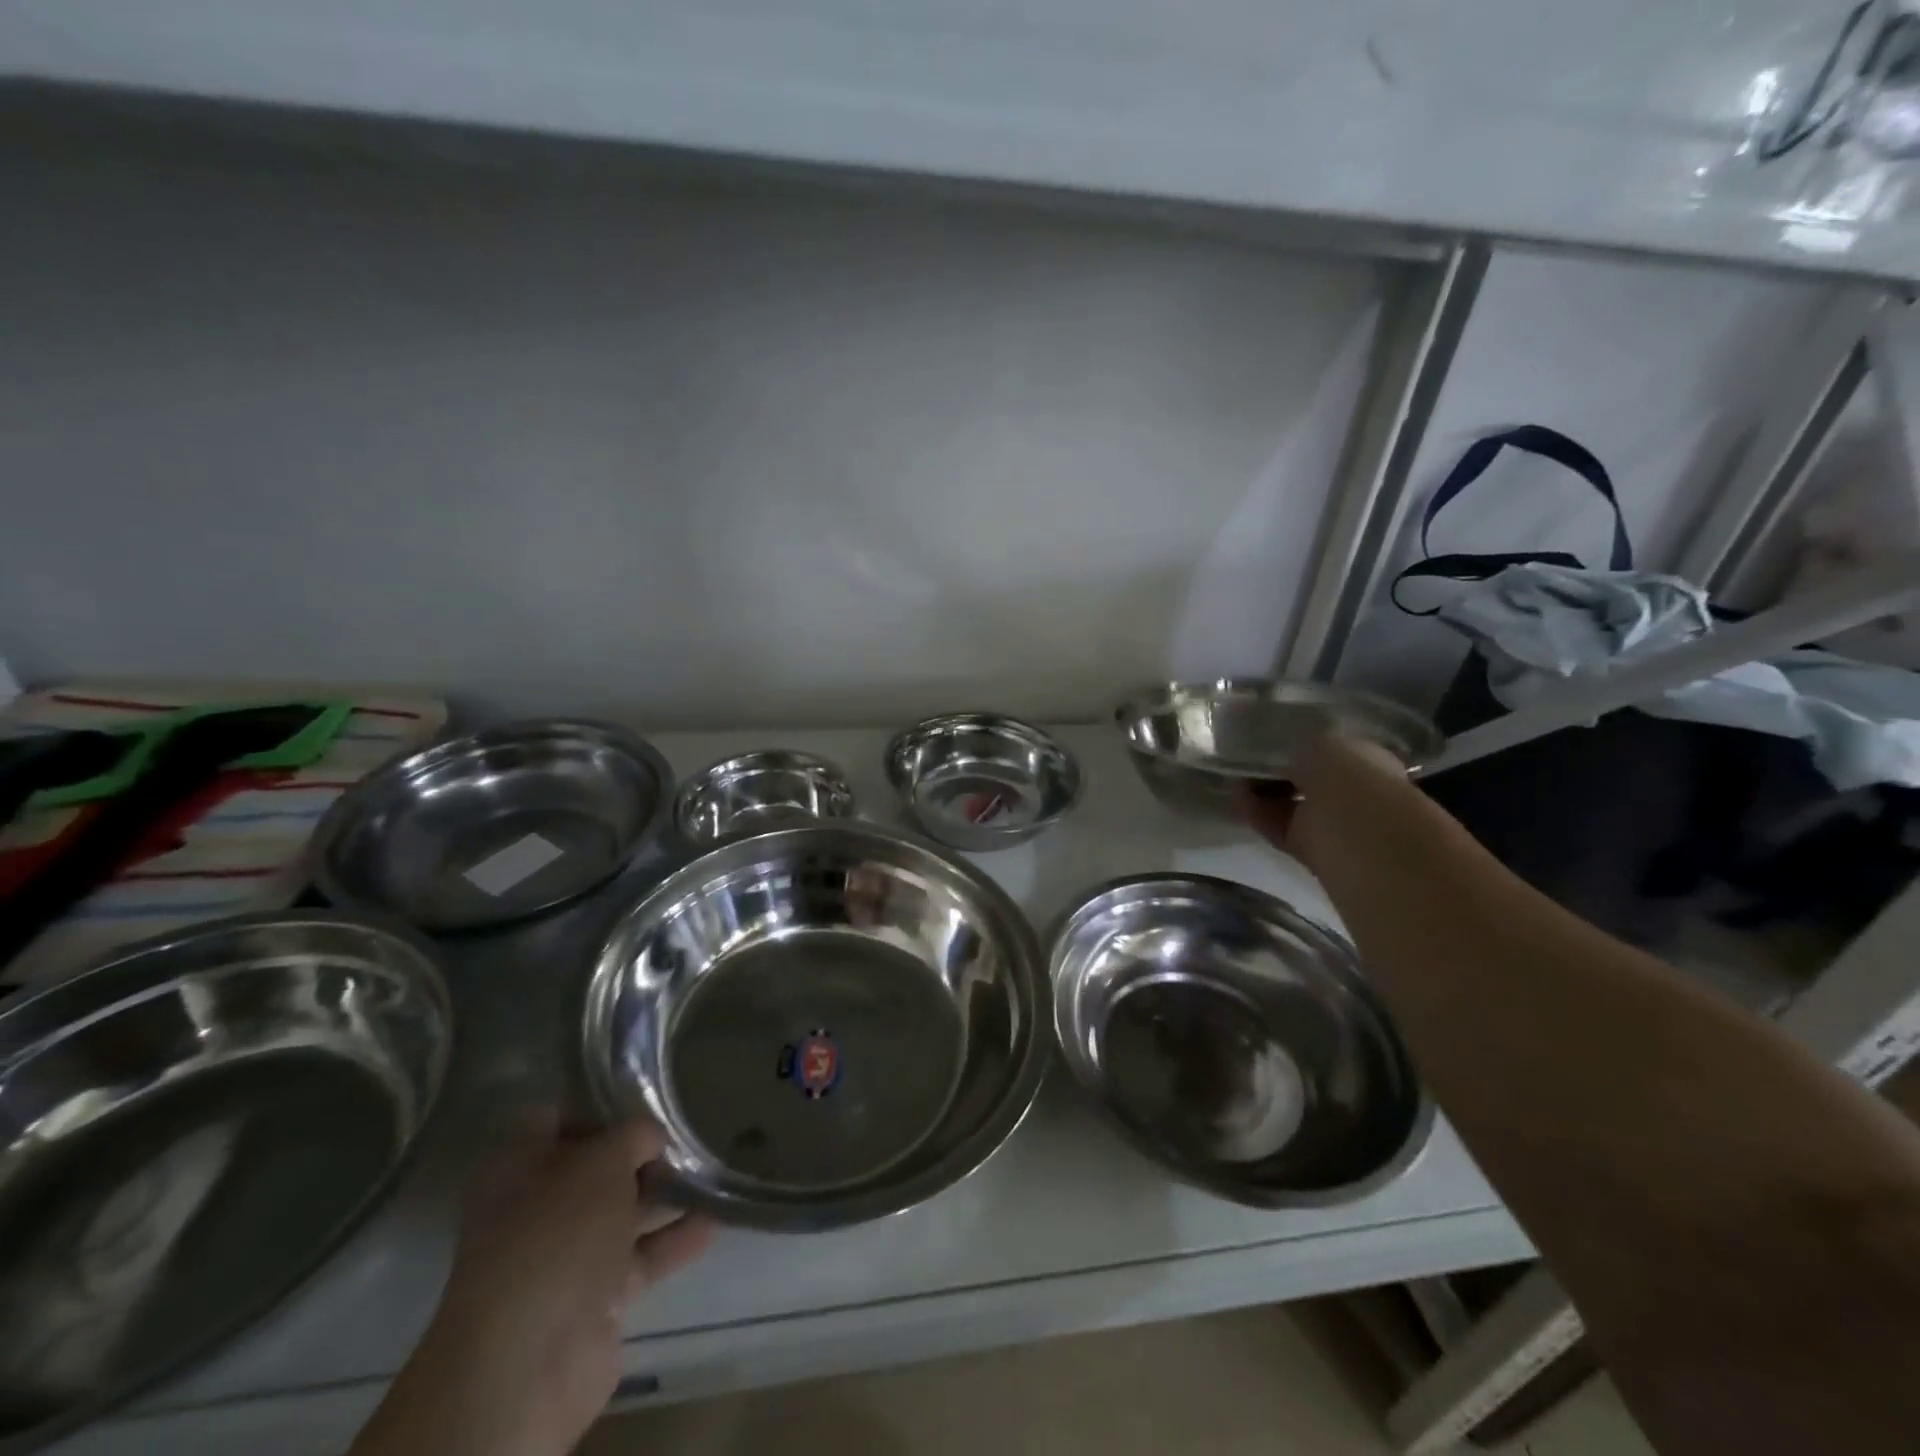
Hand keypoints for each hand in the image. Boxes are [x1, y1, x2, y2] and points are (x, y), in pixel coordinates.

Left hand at [352, 1117, 712, 1455]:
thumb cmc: (558, 1233)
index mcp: (516, 1164)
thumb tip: (652, 1133)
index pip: (557, 1112)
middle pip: (593, 1163)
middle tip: (690, 1121)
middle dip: (640, 1148)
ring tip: (713, 1164)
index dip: (599, 1097)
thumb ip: (633, 1133)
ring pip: (620, 1210)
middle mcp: (533, 1205)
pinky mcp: (592, 1295)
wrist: (532, 1359)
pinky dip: (674, 1238)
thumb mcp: (603, 1160)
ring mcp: (562, 1254)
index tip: (648, 1086)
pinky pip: (640, 1255)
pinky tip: (716, 1217)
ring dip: (663, 1193)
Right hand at [1241, 735, 1410, 863]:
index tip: (1271, 743)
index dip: (1300, 747)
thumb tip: (1281, 756)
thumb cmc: (1346, 773)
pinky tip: (1235, 795)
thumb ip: (1297, 748)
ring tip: (1235, 775)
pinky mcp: (1305, 846)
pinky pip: (1275, 825)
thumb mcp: (1319, 741)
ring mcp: (1328, 822)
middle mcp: (1350, 793)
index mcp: (1366, 762)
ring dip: (1261, 791)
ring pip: (1287, 804)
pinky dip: (1254, 811)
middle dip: (1277, 771)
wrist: (1354, 827)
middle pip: (1305, 780)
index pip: (1329, 752)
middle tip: (1248, 760)